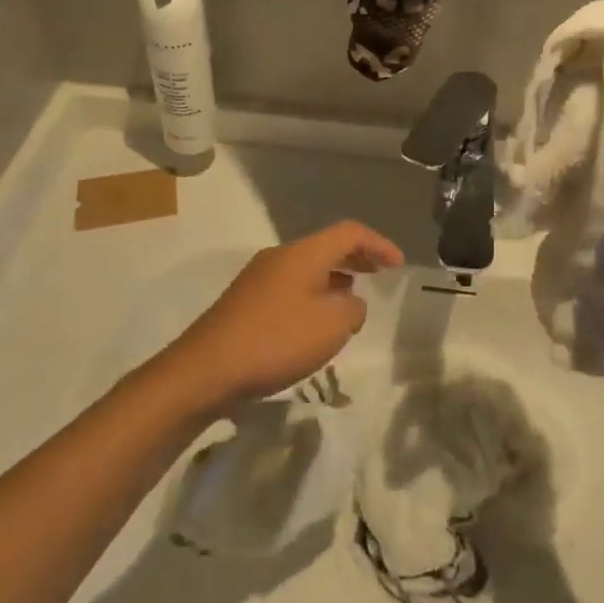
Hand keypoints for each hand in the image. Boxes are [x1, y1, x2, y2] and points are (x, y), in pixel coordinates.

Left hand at [151, 221, 403, 413]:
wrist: (205, 370)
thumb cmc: (276, 340)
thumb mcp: (332, 326)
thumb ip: (353, 308)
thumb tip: (349, 303)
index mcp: (303, 253)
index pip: (349, 232)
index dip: (379, 244)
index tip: (398, 264)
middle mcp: (280, 257)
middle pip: (326, 246)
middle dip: (357, 257)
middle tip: (380, 273)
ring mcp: (258, 278)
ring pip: (307, 268)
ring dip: (334, 278)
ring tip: (352, 300)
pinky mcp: (245, 302)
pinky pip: (290, 287)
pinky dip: (313, 295)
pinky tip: (315, 323)